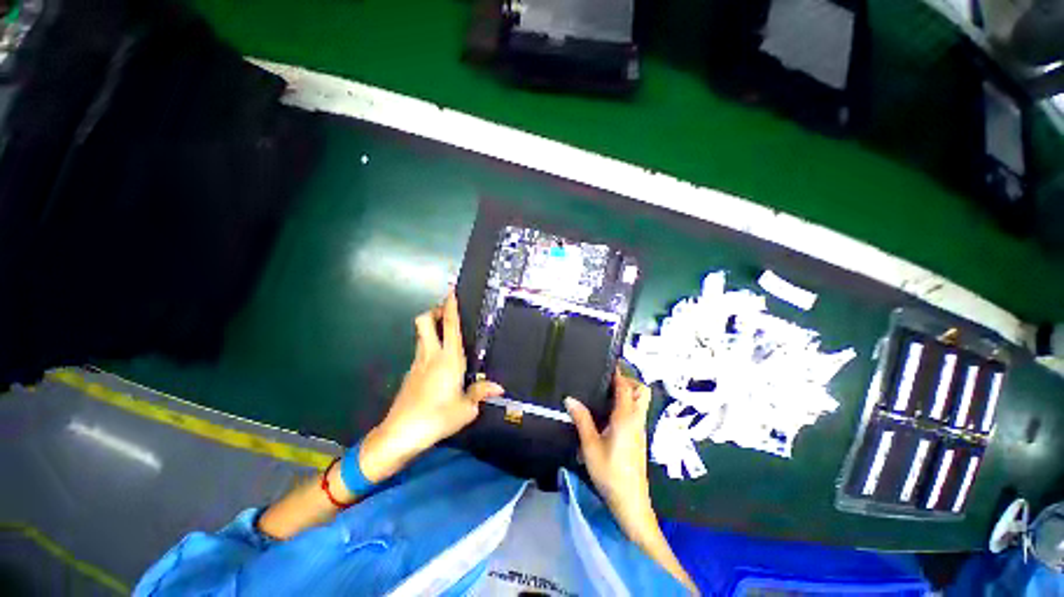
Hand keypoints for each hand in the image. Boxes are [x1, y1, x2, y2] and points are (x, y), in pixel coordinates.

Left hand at [358, 291, 503, 483]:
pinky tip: (439, 365)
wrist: (400, 434)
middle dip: (435, 312)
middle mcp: (431, 355)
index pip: (450, 326)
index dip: (450, 306)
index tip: (451, 290)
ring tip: (448, 336)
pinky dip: (429, 347)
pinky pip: (421, 351)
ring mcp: (417, 363)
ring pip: (421, 335)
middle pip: (425, 322)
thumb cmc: (437, 418)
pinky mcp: (410, 374)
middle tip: (449, 314)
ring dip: (432, 329)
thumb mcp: (466, 409)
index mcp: (448, 359)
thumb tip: (498, 387)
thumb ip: (480, 393)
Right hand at [565, 368, 654, 541]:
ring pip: (641, 401)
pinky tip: (610, 412)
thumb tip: (570, 398)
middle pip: (642, 391)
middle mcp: (637, 420)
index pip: (625, 387)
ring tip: (606, 392)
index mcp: (626, 418)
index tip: (608, 363)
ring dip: (629, 392)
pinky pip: (637, 412)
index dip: (618, 373)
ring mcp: (640, 429)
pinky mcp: (639, 437)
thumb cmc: (610, 473)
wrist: (631, 502)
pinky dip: (628, 404)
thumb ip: (582, 419)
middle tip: (608, 381)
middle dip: (628, 380)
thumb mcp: (590, 446)